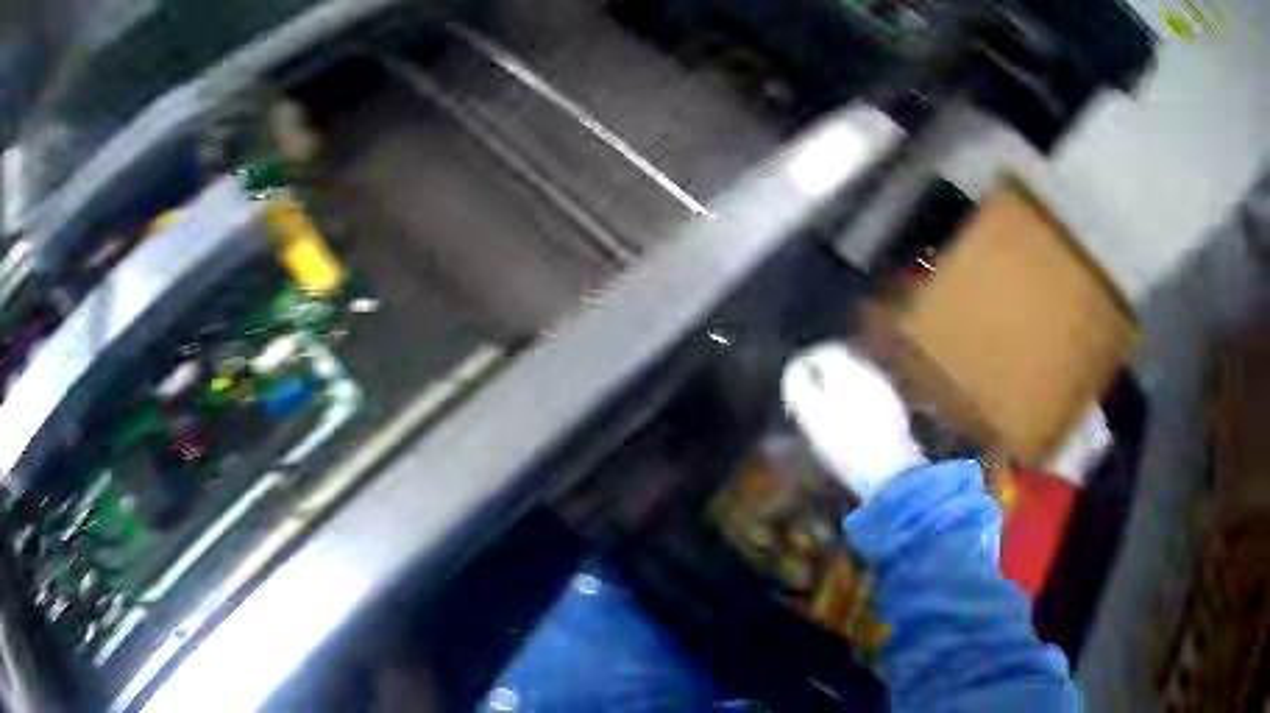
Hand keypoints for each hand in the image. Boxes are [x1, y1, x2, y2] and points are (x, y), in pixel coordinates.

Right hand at [781, 343, 924, 499]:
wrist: (893, 475)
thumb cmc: (846, 447)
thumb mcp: (812, 418)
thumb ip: (799, 387)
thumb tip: (795, 368)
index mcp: (851, 372)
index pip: (826, 351)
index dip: (807, 362)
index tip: (793, 379)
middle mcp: (872, 375)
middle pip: (844, 363)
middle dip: (824, 375)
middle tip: (807, 395)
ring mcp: (887, 393)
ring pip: (858, 380)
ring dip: (840, 389)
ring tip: (825, 411)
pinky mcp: (896, 413)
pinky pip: (870, 397)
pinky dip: (855, 402)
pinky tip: (849, 424)